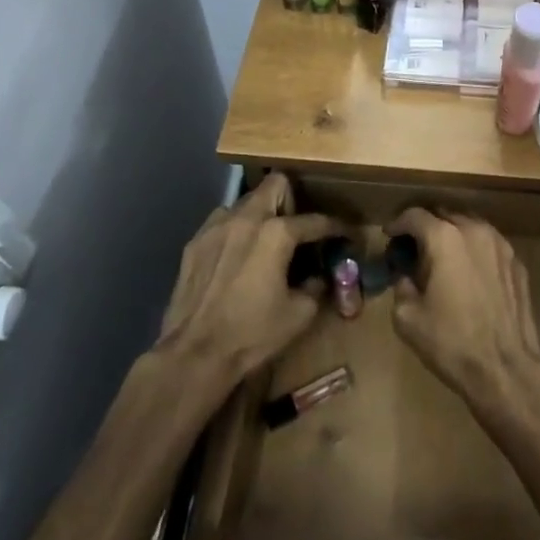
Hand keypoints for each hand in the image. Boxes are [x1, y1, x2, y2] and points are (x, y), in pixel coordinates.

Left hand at [156, 173, 337, 384]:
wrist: (193, 355)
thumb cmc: (251, 334)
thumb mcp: (299, 315)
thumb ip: (317, 286)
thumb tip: (320, 276)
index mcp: (277, 233)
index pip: (316, 220)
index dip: (336, 227)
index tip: (346, 234)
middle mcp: (247, 218)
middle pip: (277, 184)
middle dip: (292, 200)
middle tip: (296, 230)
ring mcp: (217, 226)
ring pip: (246, 200)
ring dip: (261, 214)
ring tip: (264, 243)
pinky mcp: (195, 242)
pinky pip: (223, 222)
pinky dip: (236, 231)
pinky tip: (237, 257)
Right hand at [387, 208, 539, 408]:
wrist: (505, 368)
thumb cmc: (451, 342)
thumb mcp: (407, 317)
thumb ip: (401, 285)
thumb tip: (406, 276)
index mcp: (444, 238)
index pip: (415, 215)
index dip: (398, 223)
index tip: (389, 235)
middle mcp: (474, 230)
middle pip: (444, 214)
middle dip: (426, 226)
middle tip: (414, 247)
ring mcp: (500, 244)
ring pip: (469, 225)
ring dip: (452, 234)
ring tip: (442, 256)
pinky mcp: (517, 262)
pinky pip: (489, 244)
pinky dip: (474, 250)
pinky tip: (469, 272)